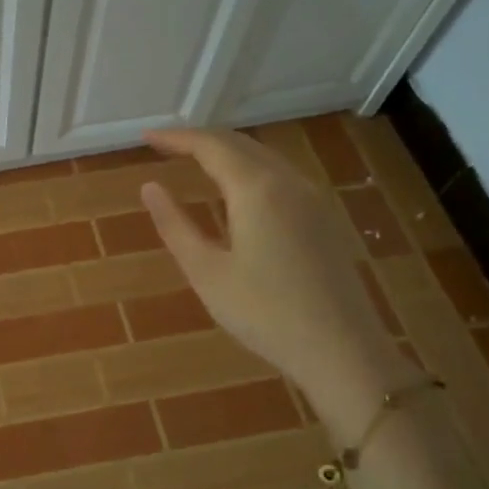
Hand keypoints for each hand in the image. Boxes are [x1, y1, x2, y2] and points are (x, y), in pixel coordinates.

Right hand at [139, 128, 406, 407]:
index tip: (145, 137)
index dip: (176, 137)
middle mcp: (288, 182)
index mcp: (257, 189)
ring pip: (264, 157)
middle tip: (165, 145)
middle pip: (240, 144)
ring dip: (226, 152)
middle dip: (200, 140)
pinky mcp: (323, 219)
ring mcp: (312, 199)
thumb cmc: (264, 313)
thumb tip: (150, 187)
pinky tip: (236, 190)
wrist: (342, 350)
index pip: (211, 146)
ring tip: (194, 160)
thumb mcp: (206, 272)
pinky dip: (248, 169)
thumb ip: (175, 225)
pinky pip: (280, 176)